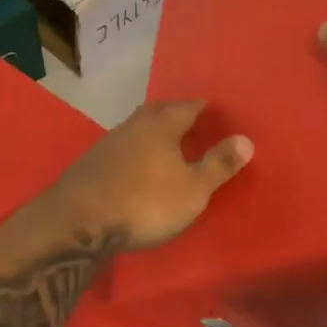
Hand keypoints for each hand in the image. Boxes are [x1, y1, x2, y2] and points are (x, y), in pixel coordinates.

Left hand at [44, 100, 252, 249]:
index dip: (201, 106)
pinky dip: (134, 148)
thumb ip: (219, 164)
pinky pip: (122, 146)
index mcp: (162, 125)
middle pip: (158, 110)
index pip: (187, 107)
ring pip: (137, 127)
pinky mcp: (92, 162)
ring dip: (152, 130)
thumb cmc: (145, 201)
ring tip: (165, 141)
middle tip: (189, 117)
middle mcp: (135, 125)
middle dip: (174, 111)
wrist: (80, 219)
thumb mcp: (193, 189)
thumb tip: (246, 139)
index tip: (212, 108)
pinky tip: (136, 163)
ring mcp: (109, 142)